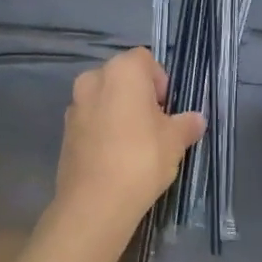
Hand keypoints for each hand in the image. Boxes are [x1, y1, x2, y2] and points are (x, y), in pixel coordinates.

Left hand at [53, 48, 205, 240]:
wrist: (95, 202)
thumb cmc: (142, 158)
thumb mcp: (175, 140)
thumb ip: (187, 124)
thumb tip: (196, 120)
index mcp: (121, 71)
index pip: (145, 60)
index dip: (160, 81)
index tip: (168, 109)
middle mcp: (93, 79)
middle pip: (122, 78)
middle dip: (139, 96)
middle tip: (155, 126)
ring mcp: (74, 106)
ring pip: (104, 100)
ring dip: (120, 113)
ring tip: (136, 145)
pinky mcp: (65, 132)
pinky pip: (91, 121)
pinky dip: (104, 131)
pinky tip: (116, 158)